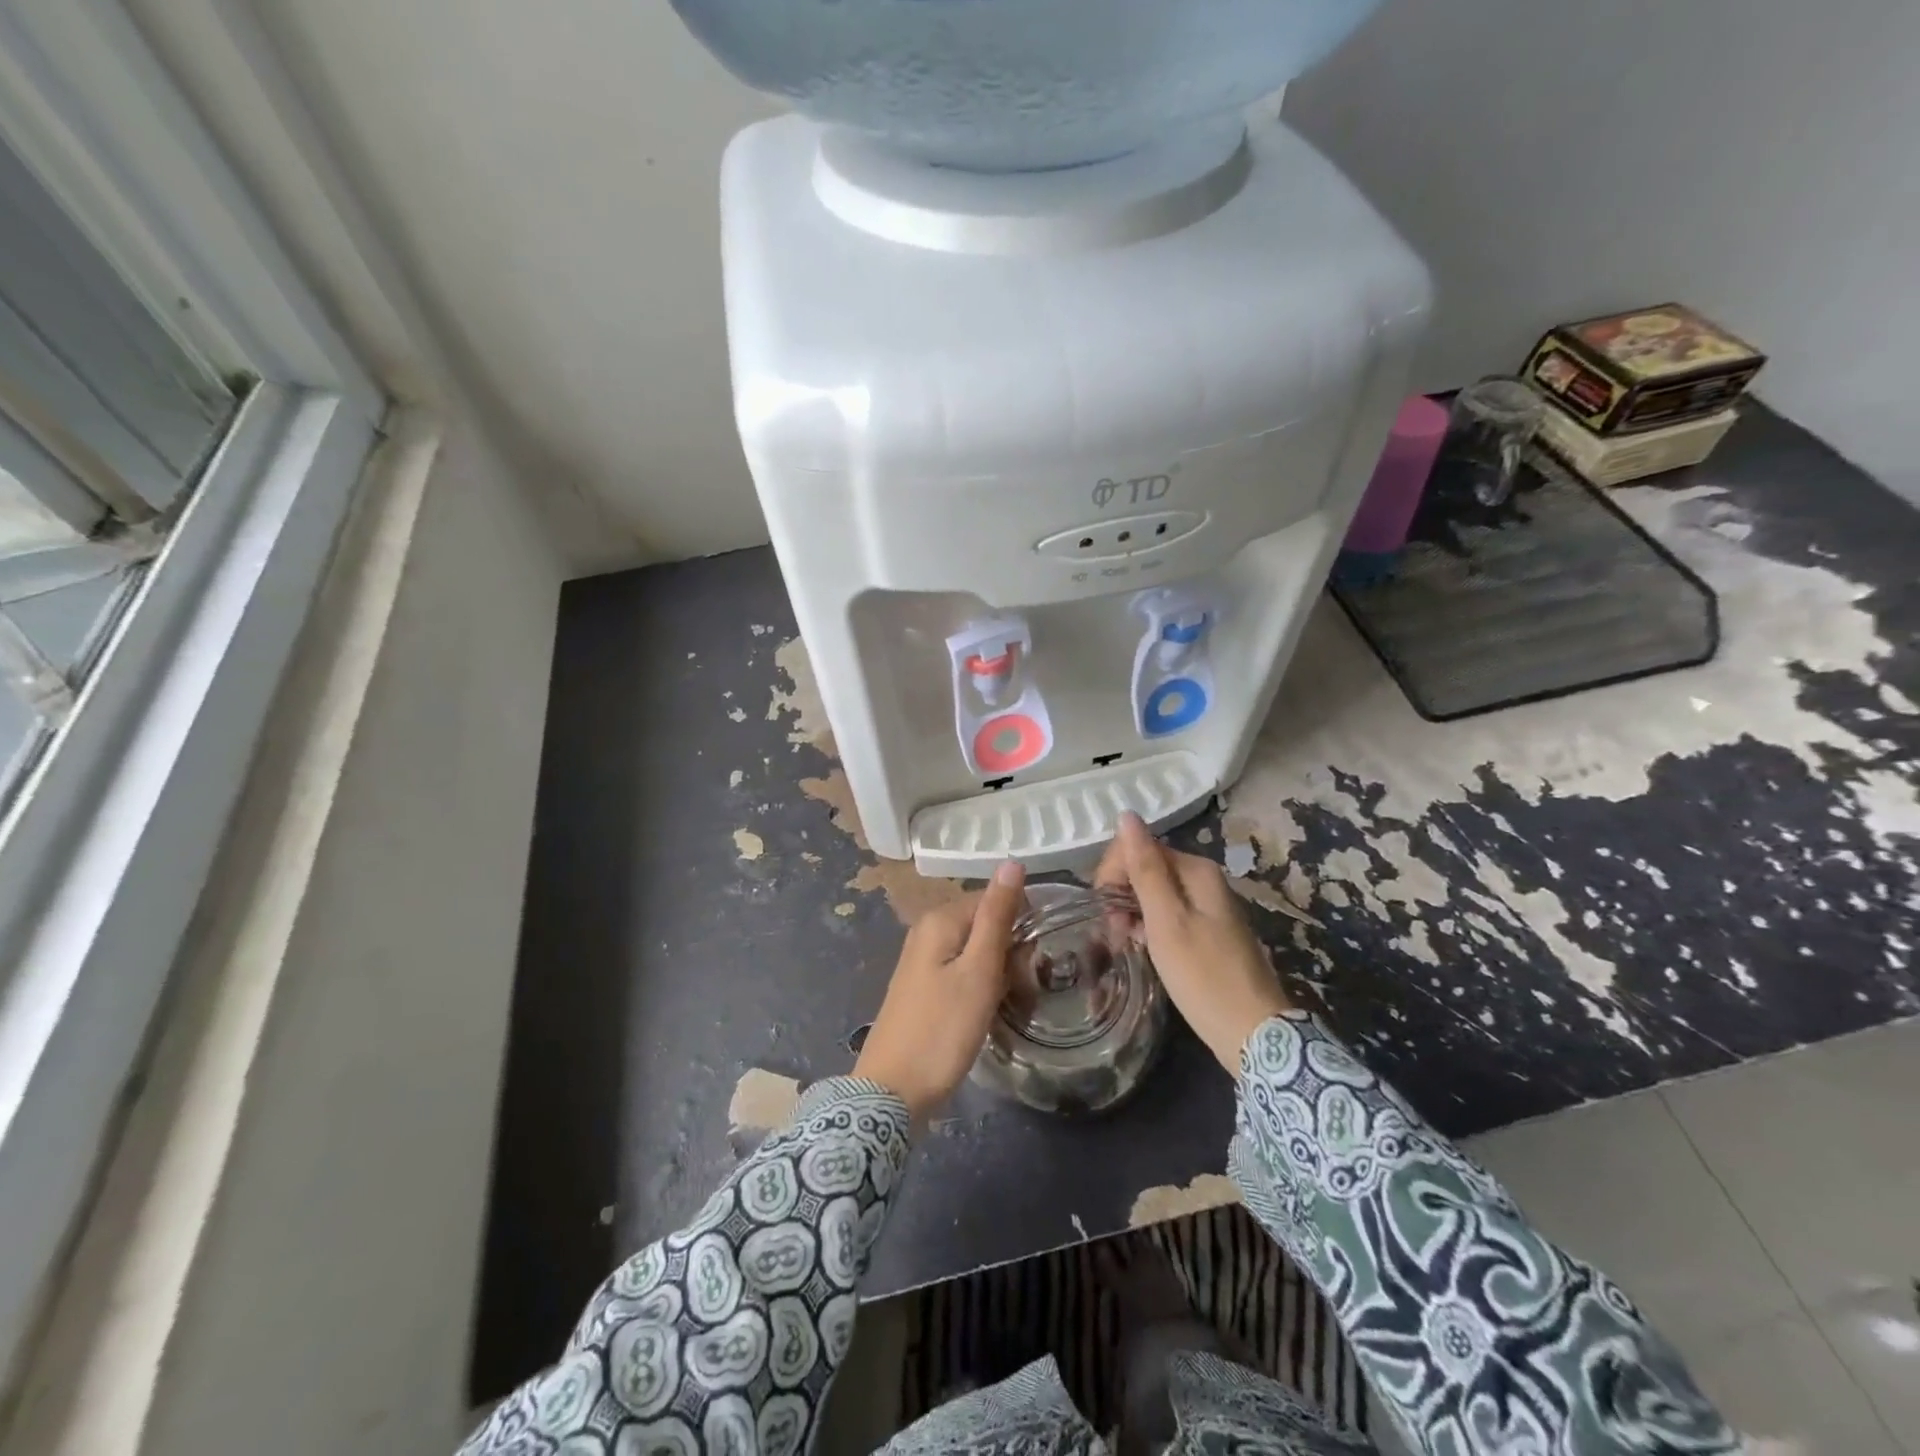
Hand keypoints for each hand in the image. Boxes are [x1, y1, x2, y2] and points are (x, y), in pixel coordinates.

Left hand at [854, 861, 1025, 1119]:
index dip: (1022, 924)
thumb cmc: (943, 1030)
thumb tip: (1011, 862)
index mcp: (940, 919)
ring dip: (999, 971)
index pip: (994, 899)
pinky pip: (962, 972)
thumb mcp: (979, 971)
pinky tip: (988, 1011)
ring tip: (1011, 1001)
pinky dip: (981, 987)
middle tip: (1024, 986)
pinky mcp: (922, 988)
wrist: (892, 1092)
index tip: (1037, 959)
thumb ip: (996, 916)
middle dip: (1011, 950)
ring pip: (976, 951)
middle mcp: (927, 931)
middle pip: (985, 925)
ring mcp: (921, 961)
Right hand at [1094, 812, 1292, 1069]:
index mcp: (1195, 870)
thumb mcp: (1167, 921)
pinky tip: (1141, 949)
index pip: (1138, 847)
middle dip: (1121, 893)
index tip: (1104, 909)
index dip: (1113, 873)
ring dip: (1130, 912)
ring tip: (1123, 944)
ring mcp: (1207, 906)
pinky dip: (1148, 927)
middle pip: (1146, 868)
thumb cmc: (1203, 976)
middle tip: (1112, 932)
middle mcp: (1203, 879)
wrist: (1253, 1034)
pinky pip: (1167, 915)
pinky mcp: (1207, 931)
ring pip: (1153, 893)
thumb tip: (1127, 815)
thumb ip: (1145, 868)